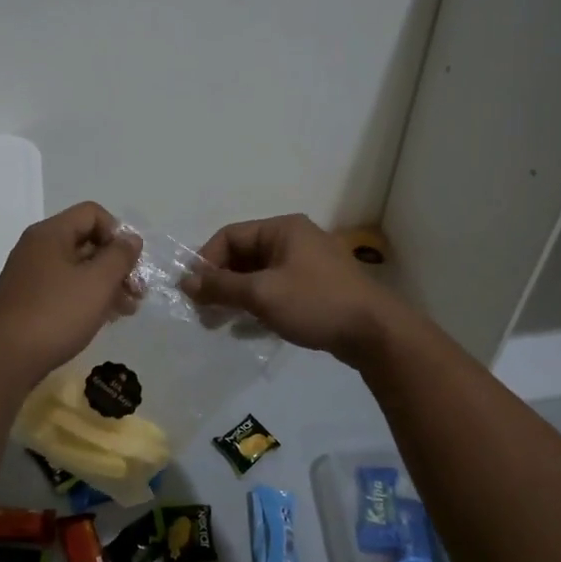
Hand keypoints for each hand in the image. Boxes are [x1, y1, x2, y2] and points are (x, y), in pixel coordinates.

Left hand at [0, 202, 141, 385]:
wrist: (5, 360)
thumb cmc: (57, 315)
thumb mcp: (98, 282)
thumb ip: (120, 256)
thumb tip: (130, 239)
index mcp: (50, 234)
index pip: (92, 213)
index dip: (117, 233)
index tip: (129, 263)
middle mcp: (36, 247)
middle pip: (86, 241)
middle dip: (116, 264)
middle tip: (137, 292)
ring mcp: (29, 274)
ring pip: (77, 268)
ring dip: (106, 284)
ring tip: (127, 311)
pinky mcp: (27, 300)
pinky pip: (64, 288)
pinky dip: (86, 297)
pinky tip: (103, 318)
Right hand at [181, 214, 406, 364]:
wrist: (374, 332)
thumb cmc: (315, 303)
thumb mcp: (262, 293)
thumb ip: (221, 286)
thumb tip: (185, 282)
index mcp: (282, 229)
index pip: (230, 236)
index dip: (206, 261)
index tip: (192, 292)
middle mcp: (294, 240)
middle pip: (243, 255)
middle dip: (220, 283)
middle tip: (203, 312)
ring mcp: (307, 265)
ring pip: (258, 276)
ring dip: (236, 297)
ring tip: (219, 323)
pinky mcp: (315, 289)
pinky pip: (276, 290)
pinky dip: (257, 306)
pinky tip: (247, 329)